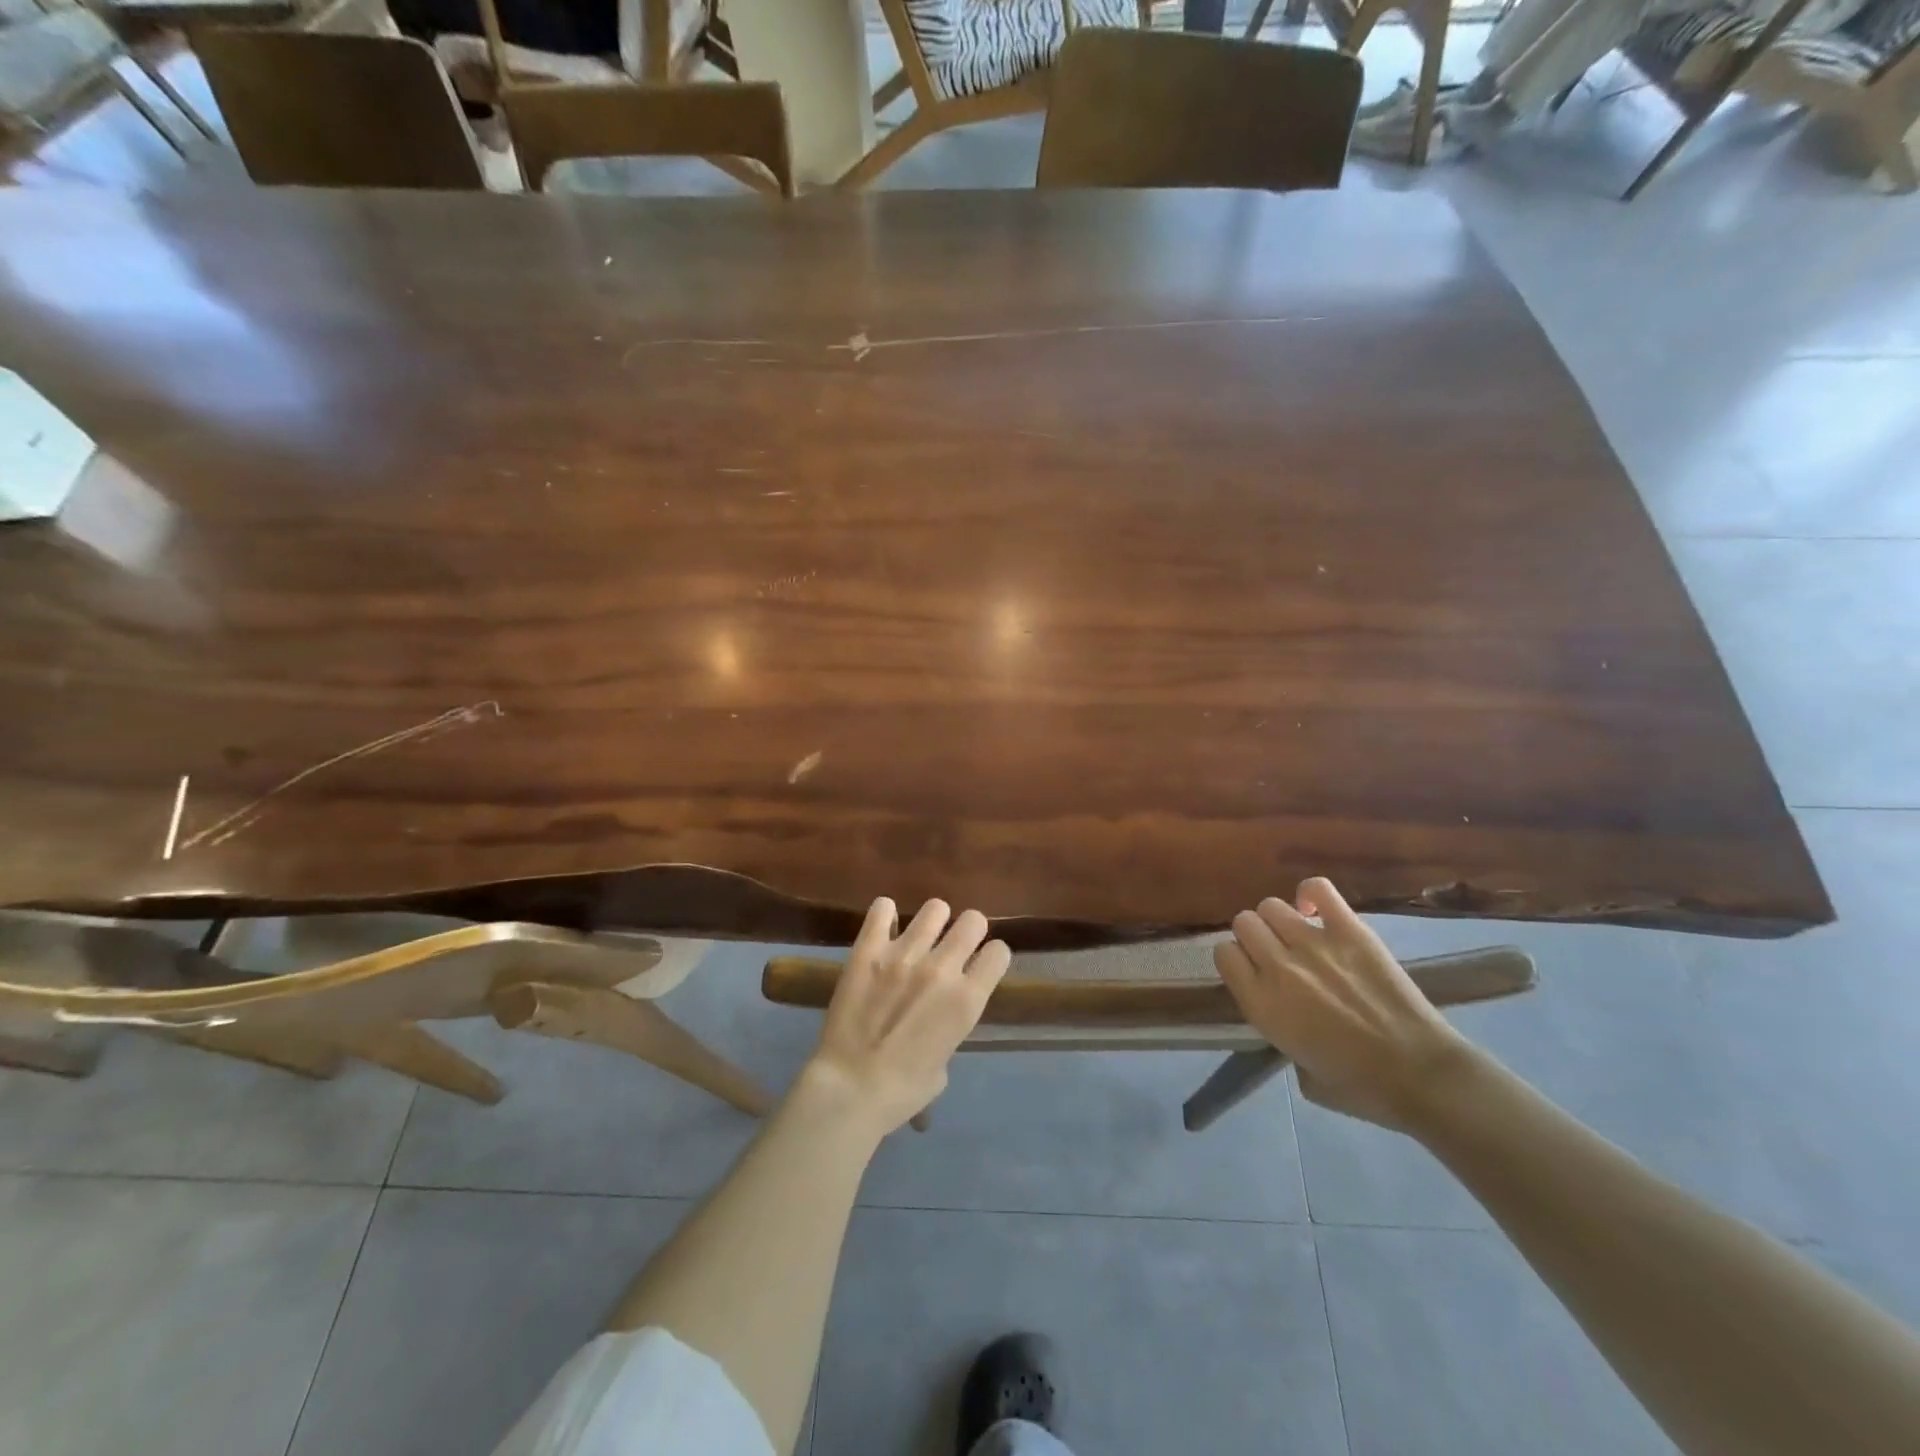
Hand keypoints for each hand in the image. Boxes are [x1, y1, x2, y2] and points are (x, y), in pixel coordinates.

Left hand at [804, 897, 1010, 1136]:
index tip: (981, 965)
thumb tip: (939, 1016)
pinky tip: (884, 928)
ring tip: (921, 936)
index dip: (991, 957)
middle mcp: (942, 968)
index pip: (999, 952)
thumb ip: (949, 1028)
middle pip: (973, 920)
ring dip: (933, 921)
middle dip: (969, 931)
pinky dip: (885, 915)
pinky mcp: (868, 949)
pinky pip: (882, 909)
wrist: (851, 1088)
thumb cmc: (903, 1090)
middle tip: (954, 946)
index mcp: (967, 1000)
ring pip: (935, 908)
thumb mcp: (944, 1063)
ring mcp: (904, 954)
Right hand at [1213, 877, 1471, 1132]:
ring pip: (1271, 906)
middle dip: (1255, 937)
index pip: (1224, 954)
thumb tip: (1285, 1014)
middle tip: (1276, 954)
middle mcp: (1278, 966)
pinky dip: (1311, 893)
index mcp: (1260, 1004)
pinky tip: (1316, 910)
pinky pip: (1318, 889)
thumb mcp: (1300, 1072)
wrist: (1421, 1076)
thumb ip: (1280, 1033)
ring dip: (1279, 920)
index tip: (1252, 972)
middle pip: (1244, 923)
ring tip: (1298, 936)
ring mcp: (1314, 943)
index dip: (1236, 961)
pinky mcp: (1350, 930)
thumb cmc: (1360, 1087)